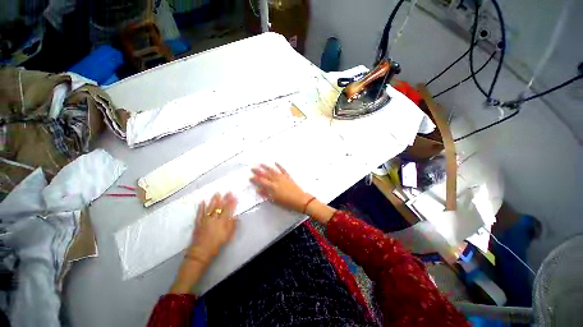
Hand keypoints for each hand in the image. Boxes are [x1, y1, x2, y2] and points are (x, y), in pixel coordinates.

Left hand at [190, 192, 237, 261]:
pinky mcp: (198, 223)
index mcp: (222, 222)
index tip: (234, 196)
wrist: (201, 252)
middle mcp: (213, 219)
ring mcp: (205, 220)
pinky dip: (201, 207)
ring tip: (217, 193)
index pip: (228, 209)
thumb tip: (237, 215)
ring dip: (214, 200)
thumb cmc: (216, 244)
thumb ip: (233, 225)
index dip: (231, 202)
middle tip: (227, 192)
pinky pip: (199, 213)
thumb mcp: (228, 235)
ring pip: (210, 208)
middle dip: (224, 198)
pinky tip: (202, 201)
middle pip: (219, 206)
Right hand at [250, 163, 311, 212]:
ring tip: (260, 163)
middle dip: (258, 171)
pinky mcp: (288, 176)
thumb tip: (258, 189)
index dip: (255, 179)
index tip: (249, 176)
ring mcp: (282, 178)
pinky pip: (283, 170)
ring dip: (266, 166)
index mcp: (272, 187)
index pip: (261, 182)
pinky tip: (275, 162)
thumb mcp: (275, 201)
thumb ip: (266, 195)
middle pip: (266, 175)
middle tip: (252, 167)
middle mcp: (276, 181)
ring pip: (272, 171)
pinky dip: (279, 165)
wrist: (300, 200)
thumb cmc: (287, 203)